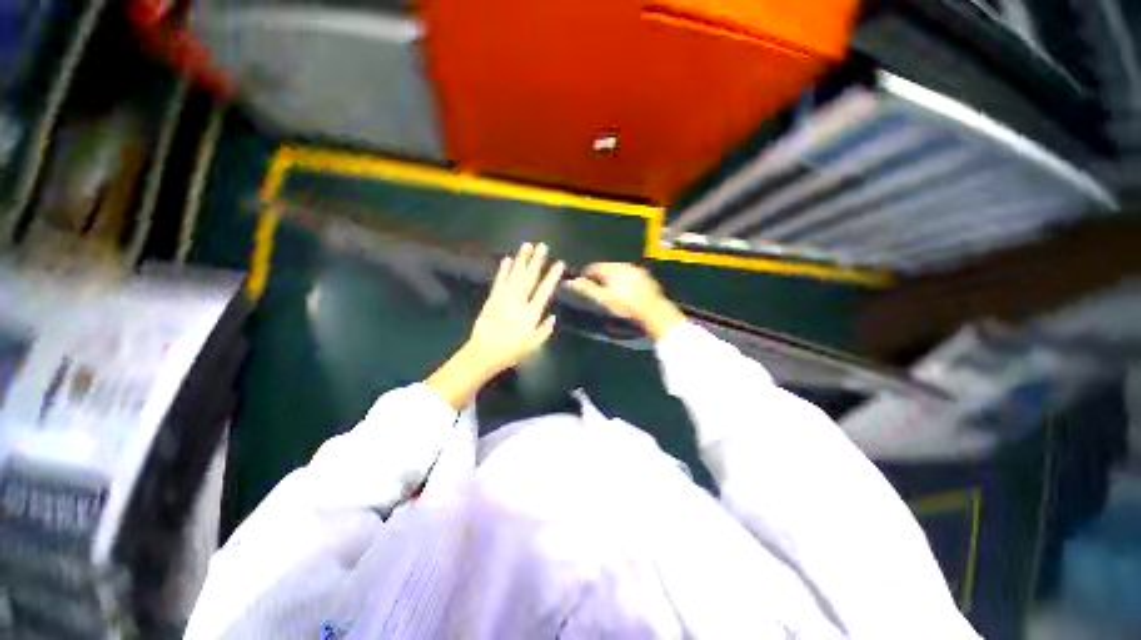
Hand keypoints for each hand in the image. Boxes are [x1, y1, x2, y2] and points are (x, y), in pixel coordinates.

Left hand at [467, 242, 564, 373]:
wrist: (484, 353)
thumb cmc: (511, 351)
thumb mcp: (534, 345)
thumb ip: (545, 330)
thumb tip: (553, 316)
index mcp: (531, 314)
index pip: (544, 291)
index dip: (552, 276)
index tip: (559, 263)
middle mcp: (518, 302)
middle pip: (529, 279)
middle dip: (536, 261)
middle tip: (542, 246)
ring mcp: (503, 299)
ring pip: (514, 276)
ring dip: (521, 260)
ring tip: (527, 246)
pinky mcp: (492, 299)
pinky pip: (498, 281)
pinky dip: (503, 270)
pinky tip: (507, 259)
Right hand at [565, 263, 684, 339]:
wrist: (652, 310)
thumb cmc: (625, 304)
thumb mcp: (603, 298)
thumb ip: (587, 289)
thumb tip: (570, 282)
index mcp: (611, 269)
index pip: (593, 267)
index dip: (587, 274)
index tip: (584, 282)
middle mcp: (623, 265)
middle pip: (607, 267)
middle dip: (600, 276)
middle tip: (597, 288)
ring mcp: (636, 270)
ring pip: (619, 270)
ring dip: (613, 277)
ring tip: (611, 290)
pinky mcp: (646, 276)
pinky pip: (631, 275)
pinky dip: (625, 280)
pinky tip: (627, 291)